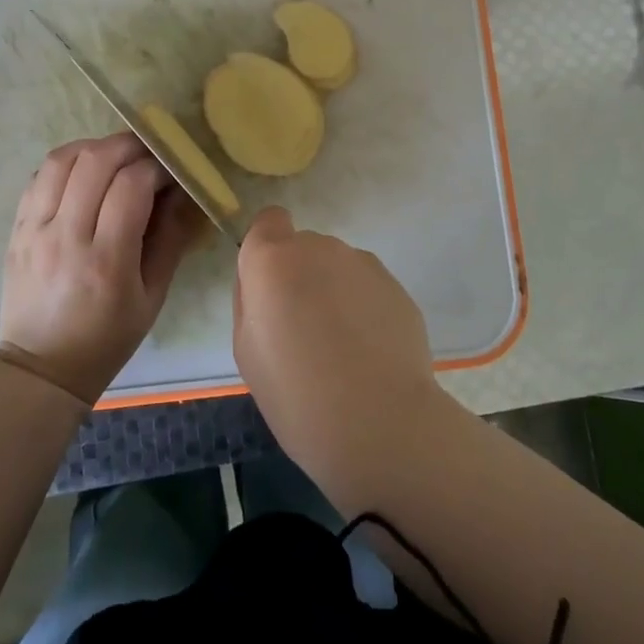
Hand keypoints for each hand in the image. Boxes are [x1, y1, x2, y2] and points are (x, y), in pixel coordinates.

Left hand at [0, 132, 203, 404]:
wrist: (42, 366)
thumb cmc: (107, 337)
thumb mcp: (153, 296)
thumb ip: (171, 238)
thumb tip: (186, 192)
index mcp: (106, 261)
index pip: (131, 186)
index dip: (157, 167)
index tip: (171, 173)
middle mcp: (66, 237)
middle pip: (95, 161)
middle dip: (129, 146)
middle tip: (149, 153)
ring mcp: (35, 230)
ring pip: (63, 159)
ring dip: (95, 148)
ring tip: (116, 158)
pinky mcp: (17, 228)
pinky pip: (40, 176)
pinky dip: (67, 163)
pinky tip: (84, 173)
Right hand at [232, 207, 446, 473]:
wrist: (379, 423)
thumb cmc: (296, 394)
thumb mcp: (247, 351)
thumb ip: (251, 301)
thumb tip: (264, 284)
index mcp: (274, 259)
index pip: (269, 220)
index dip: (268, 248)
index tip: (270, 288)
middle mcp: (320, 248)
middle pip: (304, 248)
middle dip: (301, 277)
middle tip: (303, 331)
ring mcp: (363, 264)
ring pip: (338, 268)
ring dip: (334, 291)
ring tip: (342, 349)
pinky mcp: (397, 286)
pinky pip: (368, 288)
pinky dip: (364, 309)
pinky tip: (370, 354)